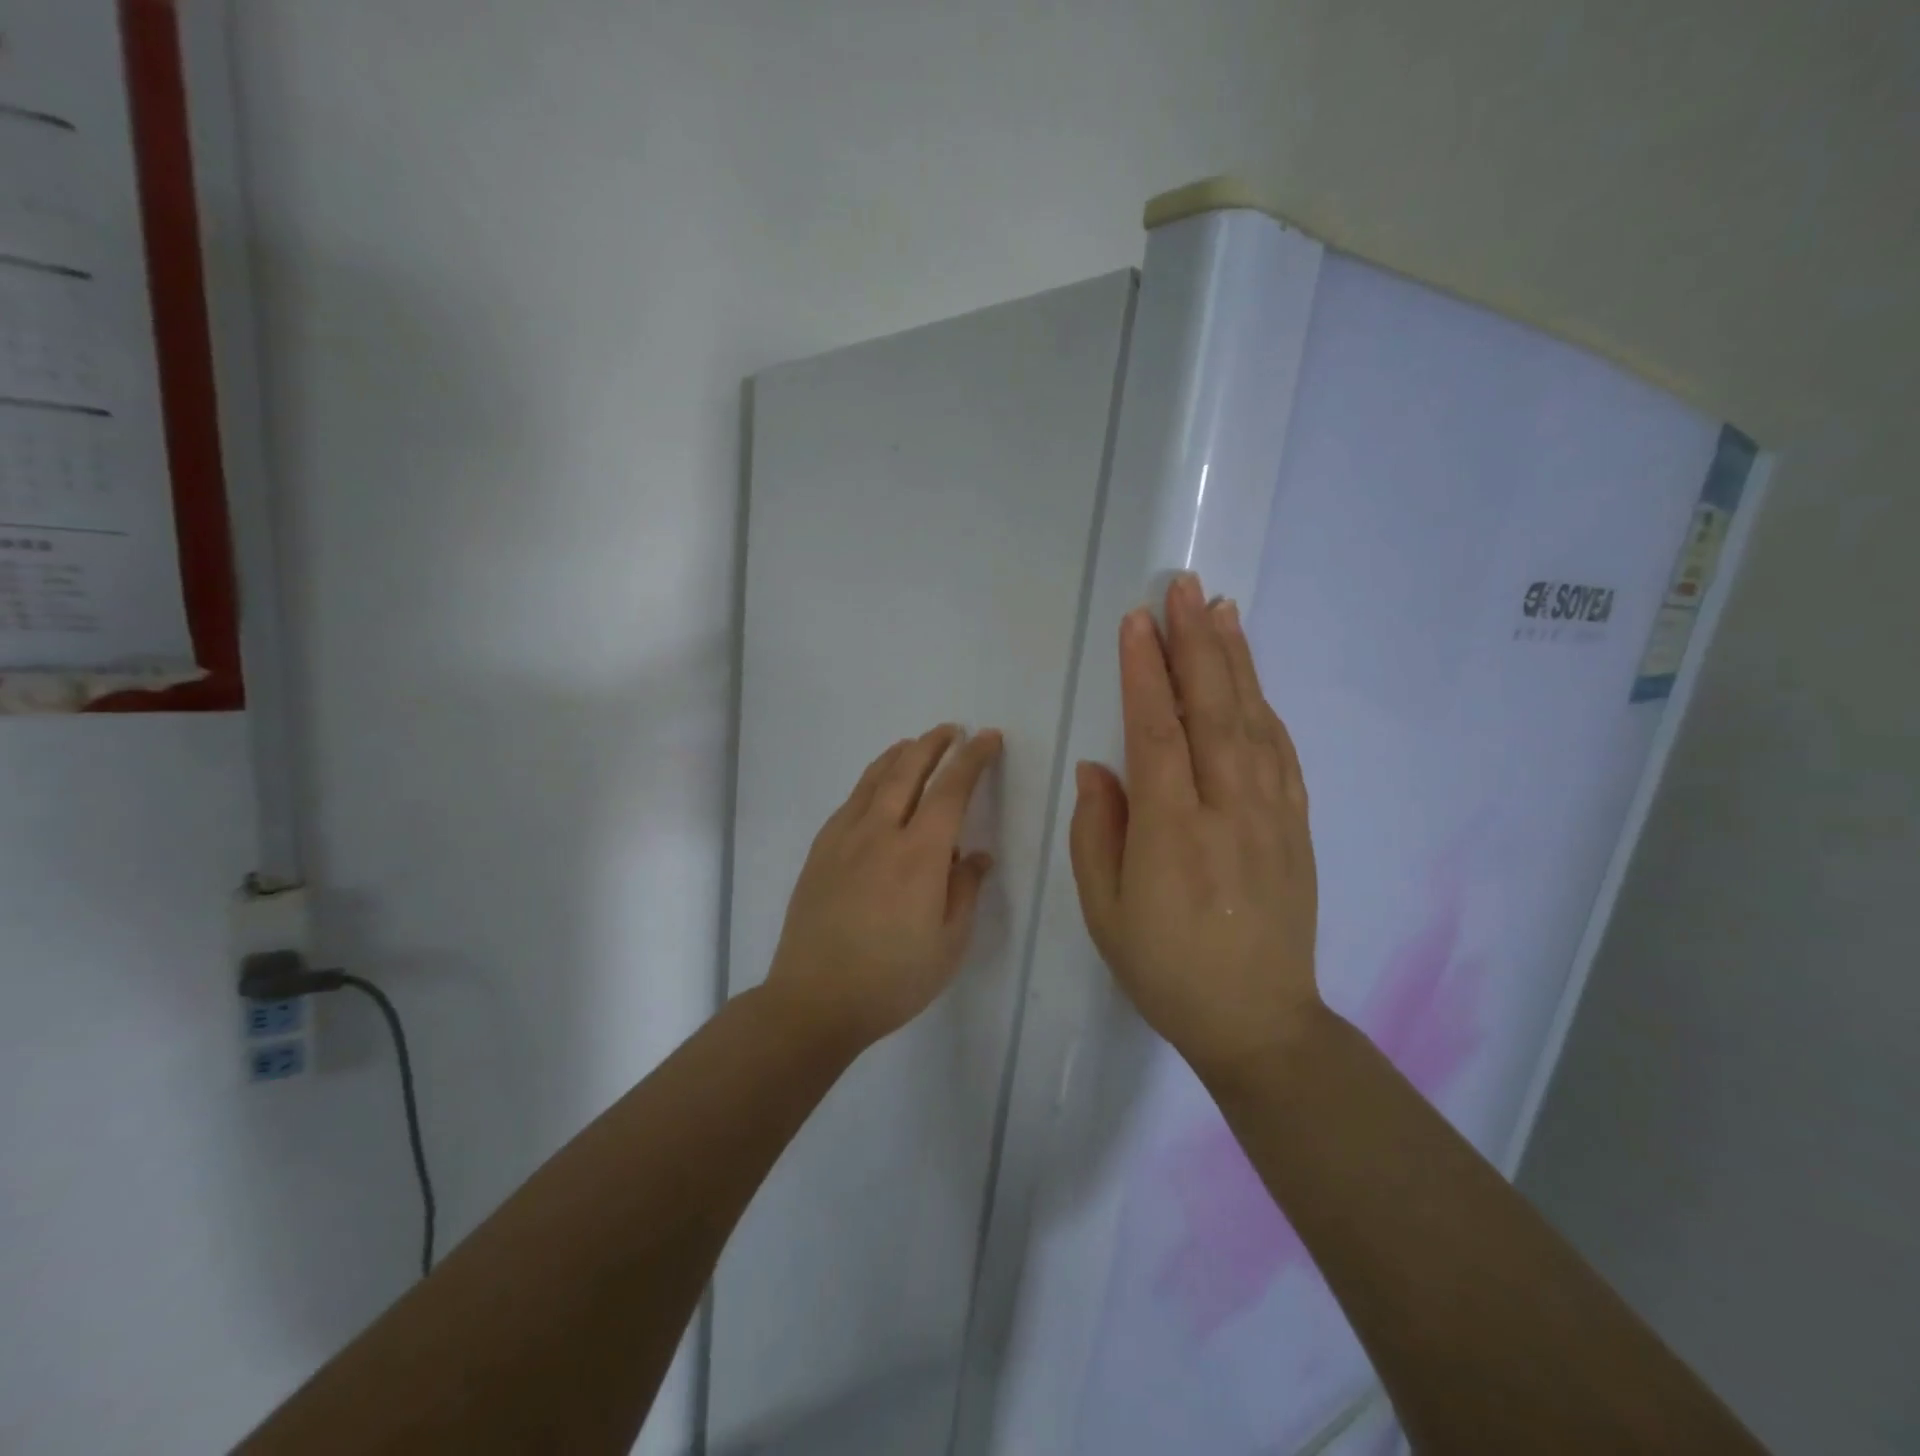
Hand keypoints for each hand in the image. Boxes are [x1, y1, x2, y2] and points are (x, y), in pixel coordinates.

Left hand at [767, 724, 1002, 1049]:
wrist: (815, 999)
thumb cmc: (893, 979)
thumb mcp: (949, 944)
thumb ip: (965, 890)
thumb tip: (977, 855)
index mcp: (920, 855)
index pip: (951, 789)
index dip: (972, 759)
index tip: (987, 738)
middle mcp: (881, 833)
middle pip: (908, 770)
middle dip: (934, 744)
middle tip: (952, 730)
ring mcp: (844, 838)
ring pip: (874, 779)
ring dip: (899, 755)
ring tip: (914, 744)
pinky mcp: (820, 851)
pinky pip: (850, 801)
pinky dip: (870, 780)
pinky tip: (875, 786)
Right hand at [1069, 573, 1320, 1080]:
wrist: (1257, 1020)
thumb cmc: (1165, 968)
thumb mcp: (1105, 910)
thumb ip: (1098, 831)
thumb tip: (1099, 767)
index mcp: (1172, 831)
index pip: (1156, 731)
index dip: (1145, 673)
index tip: (1137, 623)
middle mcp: (1226, 809)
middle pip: (1211, 710)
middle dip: (1195, 643)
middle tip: (1184, 589)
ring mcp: (1270, 815)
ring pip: (1253, 721)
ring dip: (1235, 662)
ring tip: (1221, 612)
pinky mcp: (1296, 827)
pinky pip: (1282, 755)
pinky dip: (1266, 709)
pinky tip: (1253, 682)